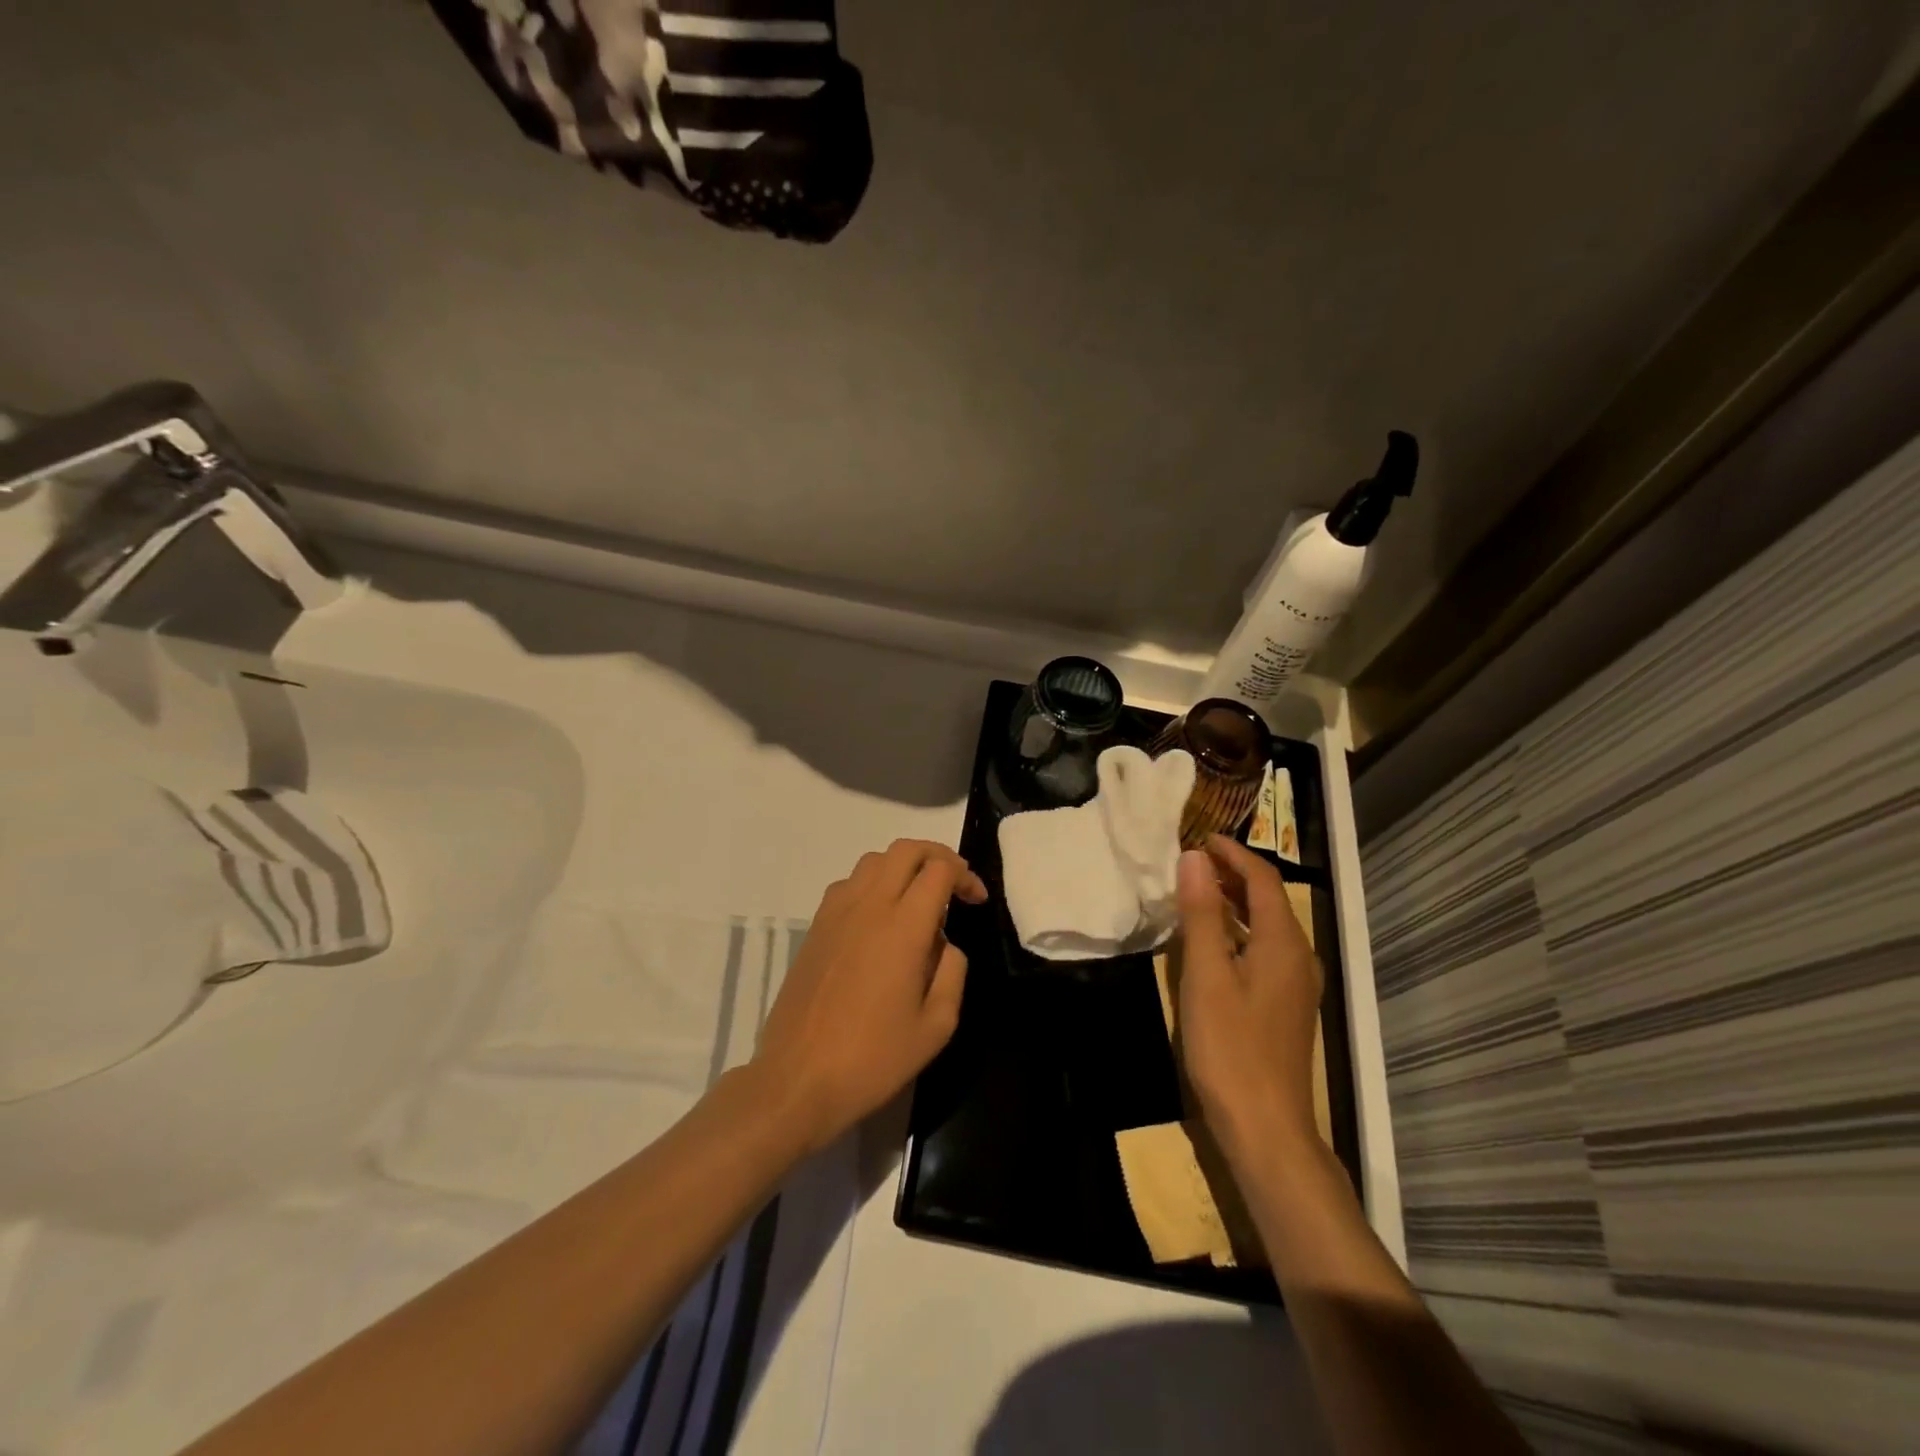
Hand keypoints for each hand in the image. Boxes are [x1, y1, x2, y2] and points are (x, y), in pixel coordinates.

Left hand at [750, 839, 987, 1154]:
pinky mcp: (815, 927)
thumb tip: (945, 943)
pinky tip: (880, 919)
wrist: (798, 1079)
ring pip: (874, 860)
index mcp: (904, 927)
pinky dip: (873, 883)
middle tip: (954, 884)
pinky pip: (849, 883)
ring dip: (903, 866)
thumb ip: (952, 971)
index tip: (976, 901)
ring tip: (918, 898)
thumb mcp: (936, 1025)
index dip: (965, 876)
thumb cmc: (874, 1057)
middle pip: (905, 850)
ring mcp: (836, 913)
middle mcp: (869, 906)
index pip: (939, 870)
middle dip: (937, 856)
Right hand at [1175, 834, 1324, 1164]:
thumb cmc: (1231, 1047)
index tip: (1199, 837)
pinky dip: (1240, 929)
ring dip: (1236, 901)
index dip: (1233, 853)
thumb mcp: (1206, 975)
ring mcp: (1296, 984)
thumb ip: (1202, 914)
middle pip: (1270, 899)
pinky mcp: (1286, 1005)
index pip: (1263, 879)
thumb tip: (1195, 859)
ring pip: (1269, 925)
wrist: (1266, 1127)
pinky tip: (1214, 940)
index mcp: (1284, 943)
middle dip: (1234, 873)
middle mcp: (1299, 956)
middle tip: (1193, 860)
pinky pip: (1266, 948)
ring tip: (1198, 890)